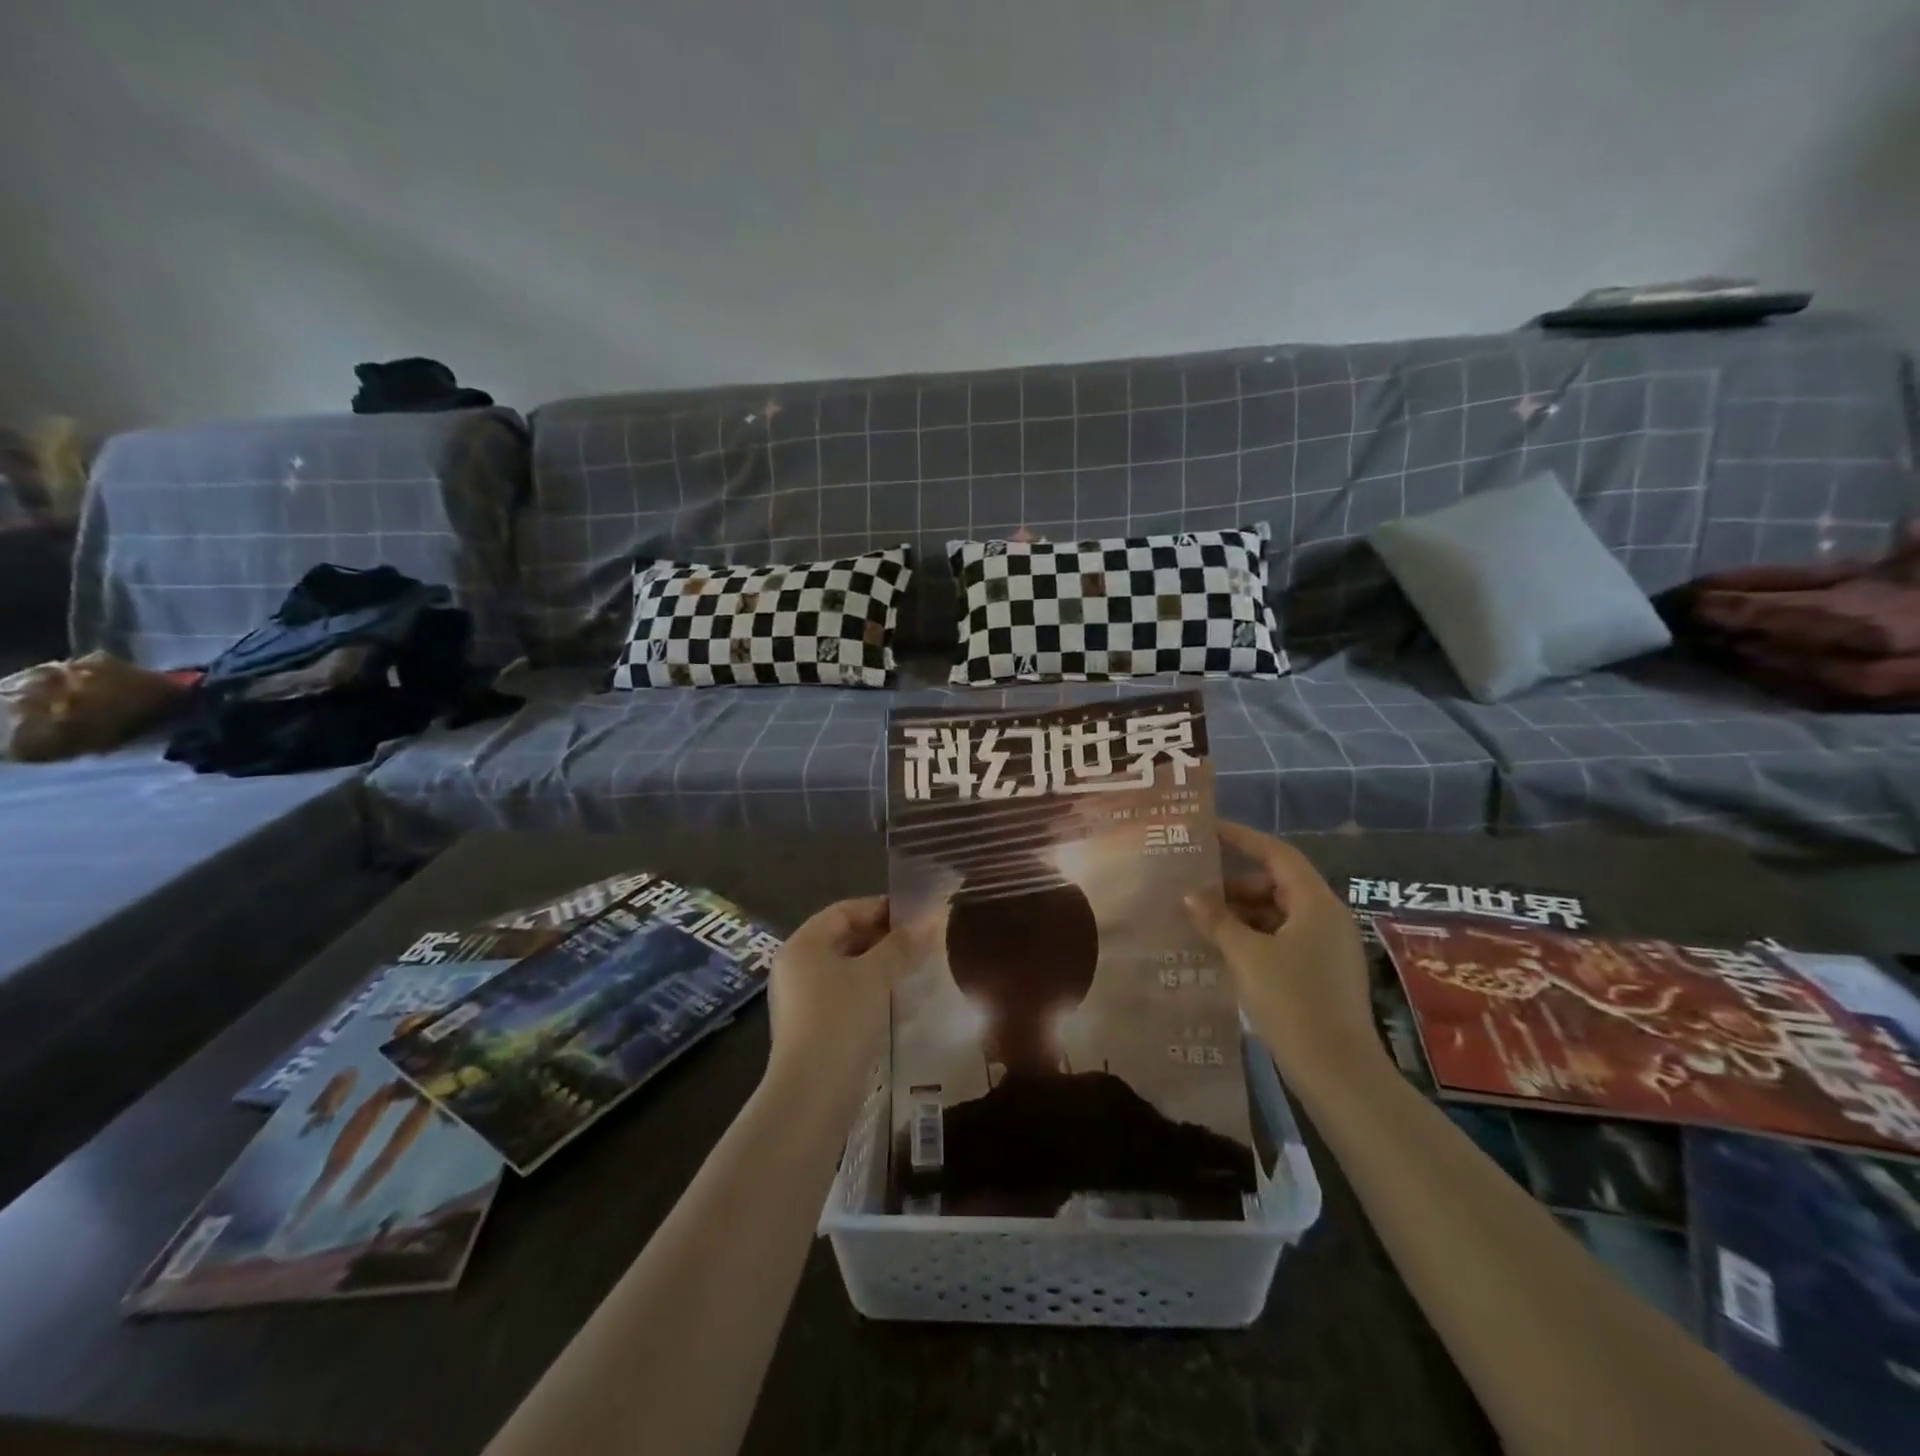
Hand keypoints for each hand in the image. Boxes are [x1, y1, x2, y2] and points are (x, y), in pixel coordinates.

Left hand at [765, 896, 922, 1100]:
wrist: (812, 1095)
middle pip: (843, 938)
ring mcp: (800, 1000)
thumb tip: (933, 917)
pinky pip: (843, 995)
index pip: (843, 911)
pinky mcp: (810, 1028)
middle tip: (921, 942)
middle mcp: (795, 967)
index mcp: (803, 945)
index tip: (916, 915)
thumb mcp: (876, 975)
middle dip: (882, 938)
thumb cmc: (841, 1020)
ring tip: (914, 969)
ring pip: (845, 969)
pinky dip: (869, 990)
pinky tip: (896, 1000)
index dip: (880, 908)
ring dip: (879, 965)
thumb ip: (903, 944)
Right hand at [1184, 822, 1384, 1084]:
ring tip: (1203, 922)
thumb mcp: (1246, 955)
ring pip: (1279, 914)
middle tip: (1196, 889)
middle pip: (1277, 885)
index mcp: (1315, 904)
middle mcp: (1327, 918)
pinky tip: (1225, 951)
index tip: (1210, 830)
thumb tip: (1191, 896)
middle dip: (1236, 885)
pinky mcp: (1323, 974)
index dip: (1243, 838)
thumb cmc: (1292, 1001)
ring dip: (1242, 914)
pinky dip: (1255, 938)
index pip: (1277, 854)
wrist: (1338, 1071)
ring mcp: (1328, 948)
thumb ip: (1217, 920)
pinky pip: (1284, 939)